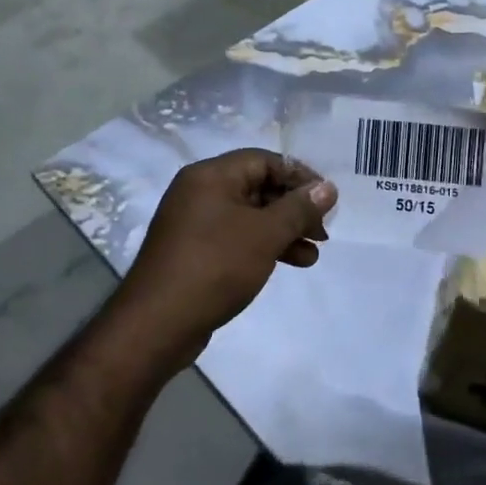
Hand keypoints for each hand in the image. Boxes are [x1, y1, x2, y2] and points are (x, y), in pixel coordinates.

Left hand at [120, 149, 336, 365]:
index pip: (264, 160)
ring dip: (284, 231)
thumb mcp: (264, 234)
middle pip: (258, 186)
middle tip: (323, 232)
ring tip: (314, 254)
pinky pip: (237, 237)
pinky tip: (290, 263)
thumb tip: (328, 187)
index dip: (299, 176)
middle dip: (294, 208)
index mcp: (210, 175)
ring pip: (250, 216)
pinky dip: (264, 246)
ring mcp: (195, 223)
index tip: (327, 200)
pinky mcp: (195, 251)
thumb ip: (298, 209)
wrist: (157, 324)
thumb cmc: (214, 266)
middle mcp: (200, 192)